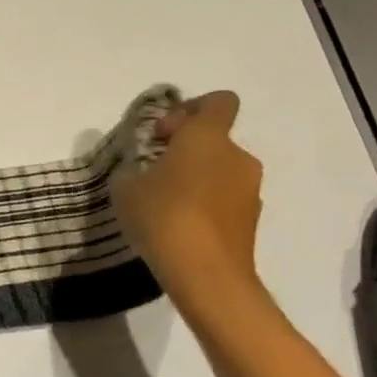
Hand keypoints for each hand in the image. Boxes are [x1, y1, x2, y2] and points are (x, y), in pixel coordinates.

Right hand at [109, 90, 264, 309]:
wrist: (206, 276)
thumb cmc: (162, 216)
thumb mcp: (125, 185)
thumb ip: (134, 166)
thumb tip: (144, 169)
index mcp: (208, 137)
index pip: (218, 101)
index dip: (191, 109)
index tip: (163, 134)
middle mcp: (237, 156)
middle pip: (215, 139)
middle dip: (187, 149)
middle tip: (156, 171)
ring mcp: (250, 190)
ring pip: (221, 170)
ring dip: (197, 178)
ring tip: (165, 204)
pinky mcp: (252, 220)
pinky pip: (225, 199)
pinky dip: (206, 204)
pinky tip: (181, 227)